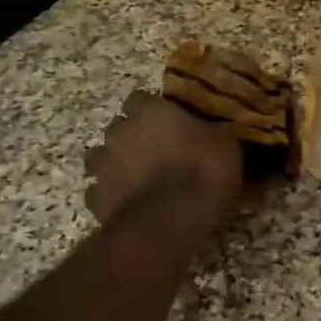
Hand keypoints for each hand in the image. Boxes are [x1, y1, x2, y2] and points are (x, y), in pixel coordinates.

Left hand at [83, 92, 241, 228]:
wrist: (168, 223)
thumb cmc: (202, 173)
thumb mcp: (226, 145)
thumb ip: (210, 133)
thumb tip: (213, 132)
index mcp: (150, 111)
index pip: (141, 98)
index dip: (154, 110)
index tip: (170, 121)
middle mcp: (120, 132)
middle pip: (119, 126)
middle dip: (133, 136)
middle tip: (157, 151)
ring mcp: (102, 166)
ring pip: (101, 157)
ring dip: (117, 164)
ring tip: (139, 178)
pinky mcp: (95, 198)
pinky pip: (100, 191)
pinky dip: (112, 195)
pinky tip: (130, 204)